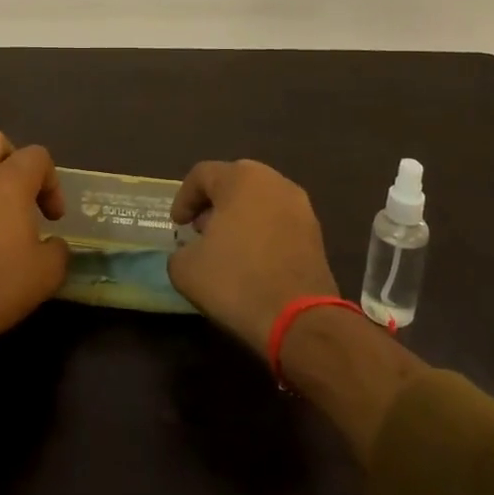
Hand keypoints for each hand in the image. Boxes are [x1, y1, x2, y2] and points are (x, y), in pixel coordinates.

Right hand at [167, 160, 338, 356]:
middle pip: (234, 183)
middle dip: (213, 204)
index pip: (202, 174)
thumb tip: (191, 252)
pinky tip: (252, 261)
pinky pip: (279, 222)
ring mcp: (301, 207)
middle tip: (200, 230)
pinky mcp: (316, 234)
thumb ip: (180, 251)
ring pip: (259, 202)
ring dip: (239, 218)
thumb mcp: (185, 269)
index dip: (183, 198)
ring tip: (226, 248)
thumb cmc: (236, 281)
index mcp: (241, 178)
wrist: (299, 320)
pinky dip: (262, 233)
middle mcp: (274, 182)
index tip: (177, 225)